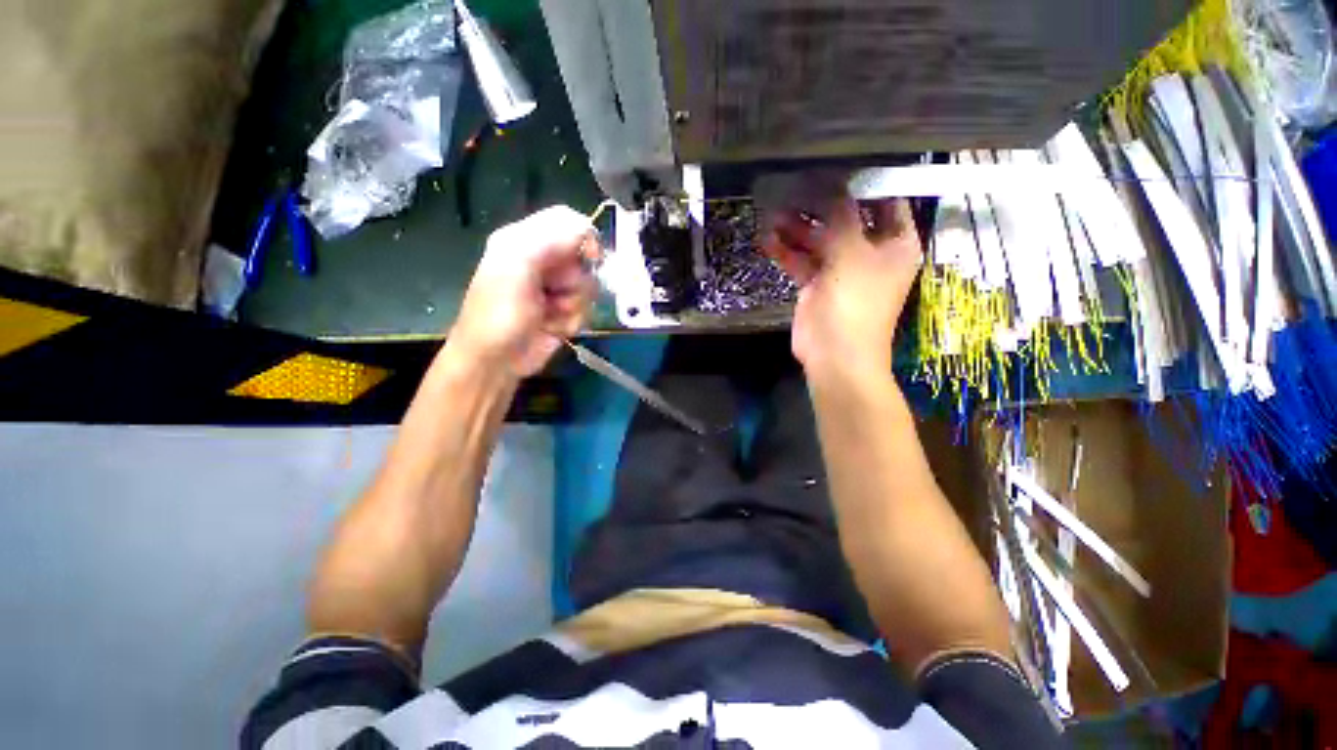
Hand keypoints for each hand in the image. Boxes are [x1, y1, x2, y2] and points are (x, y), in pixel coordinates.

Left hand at [449, 206, 598, 376]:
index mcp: (525, 240)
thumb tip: (588, 233)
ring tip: (550, 314)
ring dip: (574, 304)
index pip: (568, 222)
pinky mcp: (566, 311)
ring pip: (589, 286)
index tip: (592, 258)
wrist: (496, 361)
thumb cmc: (499, 313)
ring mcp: (556, 288)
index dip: (585, 237)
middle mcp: (544, 261)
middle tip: (555, 293)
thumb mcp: (516, 267)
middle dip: (576, 279)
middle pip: (585, 257)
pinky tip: (553, 327)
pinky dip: (573, 320)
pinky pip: (587, 308)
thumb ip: (549, 241)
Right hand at [762, 197, 922, 377]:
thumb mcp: (852, 252)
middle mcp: (870, 253)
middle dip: (821, 205)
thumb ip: (842, 216)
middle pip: (846, 219)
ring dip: (798, 228)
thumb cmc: (855, 302)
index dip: (864, 184)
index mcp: (895, 244)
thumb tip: (833, 184)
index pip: (886, 202)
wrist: (835, 355)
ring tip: (774, 213)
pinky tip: (768, 239)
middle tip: (794, 187)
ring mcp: (841, 270)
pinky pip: (802, 261)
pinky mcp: (816, 285)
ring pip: (819, 240)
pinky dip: (787, 251)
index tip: (837, 166)